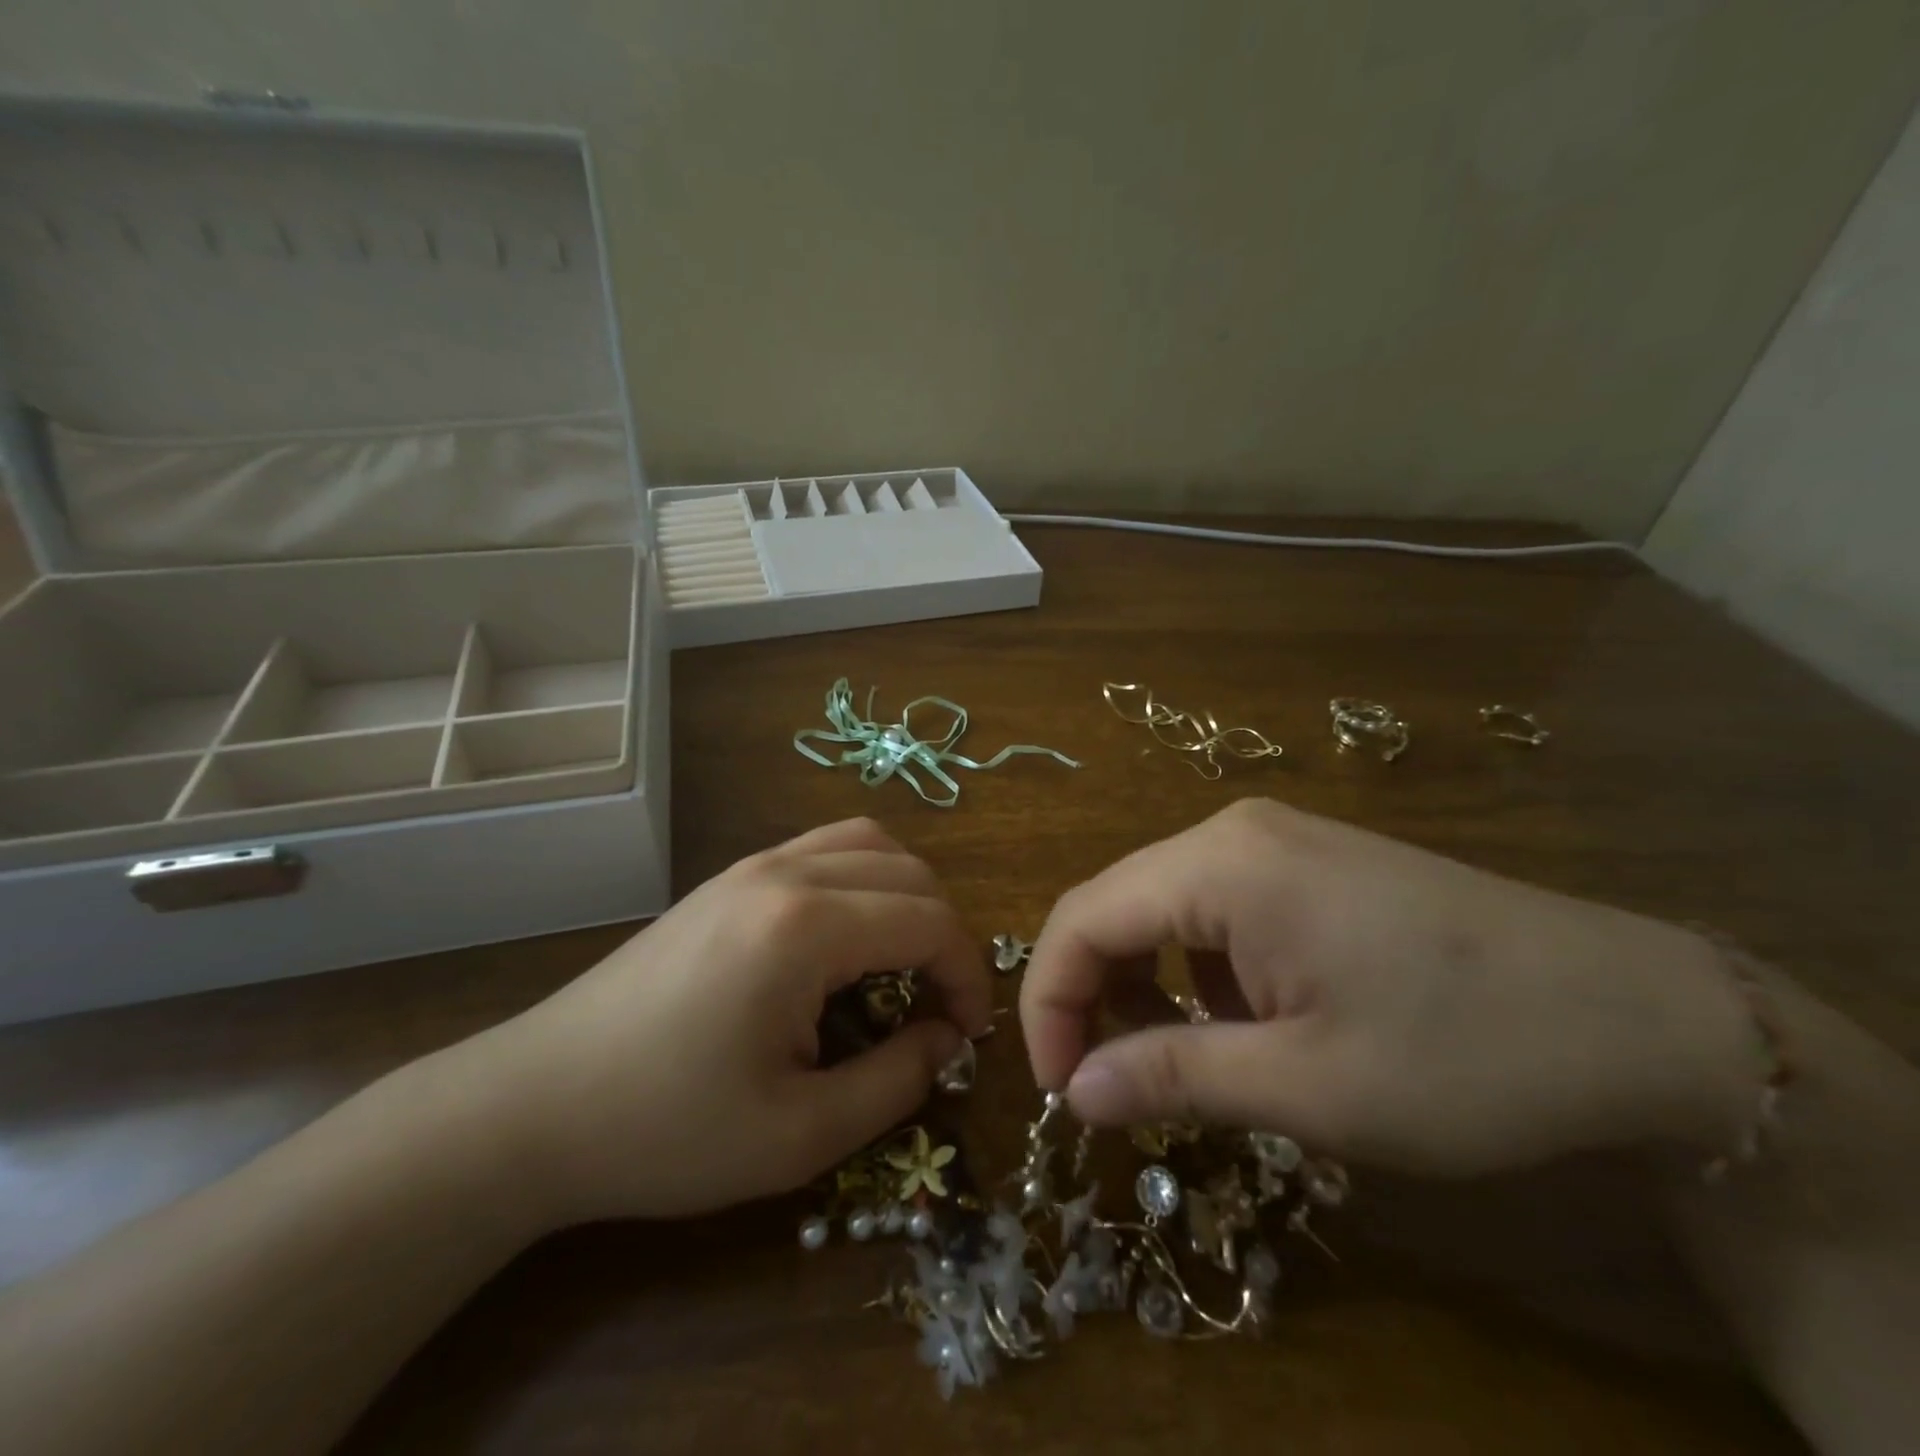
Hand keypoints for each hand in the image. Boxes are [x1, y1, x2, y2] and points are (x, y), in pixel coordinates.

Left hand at [464, 818, 990, 1225]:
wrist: (534, 1105)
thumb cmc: (667, 1130)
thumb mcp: (799, 1133)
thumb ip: (895, 1081)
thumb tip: (946, 1040)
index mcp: (806, 927)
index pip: (929, 921)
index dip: (967, 973)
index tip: (968, 1032)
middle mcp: (785, 873)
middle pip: (908, 871)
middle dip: (943, 932)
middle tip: (939, 1004)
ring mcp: (750, 866)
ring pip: (866, 842)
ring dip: (905, 893)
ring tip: (902, 959)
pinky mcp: (727, 878)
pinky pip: (821, 848)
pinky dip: (861, 878)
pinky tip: (845, 937)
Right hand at [1020, 799, 1758, 1175]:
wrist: (1637, 1014)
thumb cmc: (1464, 1055)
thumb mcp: (1306, 1087)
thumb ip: (1173, 1077)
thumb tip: (1075, 1093)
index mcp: (1220, 865)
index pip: (1082, 919)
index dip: (1049, 1003)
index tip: (1061, 1091)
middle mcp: (1232, 832)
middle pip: (1114, 905)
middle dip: (1091, 993)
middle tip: (1106, 1084)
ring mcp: (1272, 840)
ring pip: (1160, 906)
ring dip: (1144, 982)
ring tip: (1177, 1060)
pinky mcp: (1305, 861)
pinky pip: (1211, 906)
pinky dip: (1195, 967)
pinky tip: (1243, 1020)